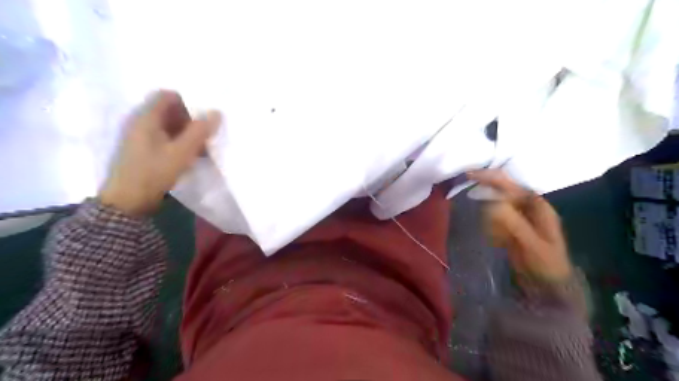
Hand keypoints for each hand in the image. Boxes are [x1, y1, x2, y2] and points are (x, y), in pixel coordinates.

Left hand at [99, 90, 219, 215]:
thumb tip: (216, 112)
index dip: (188, 101)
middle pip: (169, 110)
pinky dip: (180, 142)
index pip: (168, 96)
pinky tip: (192, 154)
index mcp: (146, 118)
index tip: (205, 114)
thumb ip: (199, 131)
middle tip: (207, 131)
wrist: (129, 201)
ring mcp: (141, 137)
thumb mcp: (182, 152)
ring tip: (203, 145)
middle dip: (191, 118)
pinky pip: (166, 138)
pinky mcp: (144, 150)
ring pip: (169, 125)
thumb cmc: (154, 172)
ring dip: (187, 132)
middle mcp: (141, 122)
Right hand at [467, 169, 570, 282]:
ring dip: (489, 217)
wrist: (548, 285)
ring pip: (494, 205)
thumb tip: (492, 203)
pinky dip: (490, 226)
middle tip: (476, 208)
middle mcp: (526, 205)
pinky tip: (496, 240)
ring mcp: (517, 215)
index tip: (468, 175)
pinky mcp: (510, 225)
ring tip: (497, 237)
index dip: (490, 177)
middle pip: (501, 191)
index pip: (510, 184)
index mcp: (536, 205)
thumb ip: (514, 223)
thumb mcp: (532, 245)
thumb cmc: (546, 264)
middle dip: (487, 199)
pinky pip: (493, 218)